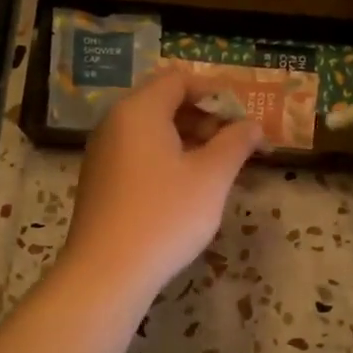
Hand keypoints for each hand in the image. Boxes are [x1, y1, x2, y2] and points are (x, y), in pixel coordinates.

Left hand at [57, 68, 265, 305]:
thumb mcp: (211, 177)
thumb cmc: (164, 216)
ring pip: (151, 131)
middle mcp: (114, 124)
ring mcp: (102, 154)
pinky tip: (186, 189)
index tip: (243, 116)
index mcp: (139, 111)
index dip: (215, 92)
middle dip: (204, 117)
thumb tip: (252, 125)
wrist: (107, 272)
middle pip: (163, 103)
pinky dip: (166, 159)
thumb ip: (235, 143)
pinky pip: (138, 155)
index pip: (178, 79)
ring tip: (217, 168)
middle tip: (235, 145)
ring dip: (187, 140)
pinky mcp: (100, 182)